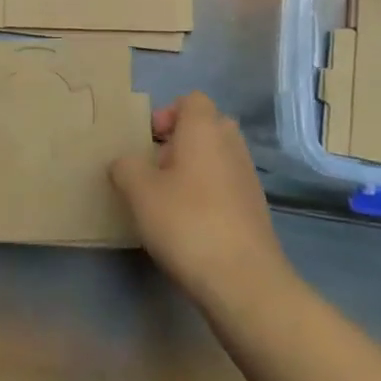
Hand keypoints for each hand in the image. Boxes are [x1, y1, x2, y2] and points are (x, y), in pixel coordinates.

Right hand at [110, 93, 290, 313]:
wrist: (244, 280)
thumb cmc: (187, 222)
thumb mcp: (139, 192)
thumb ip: (125, 167)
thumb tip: (124, 163)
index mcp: (205, 128)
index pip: (191, 100)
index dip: (167, 114)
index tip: (148, 142)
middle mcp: (231, 144)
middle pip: (205, 126)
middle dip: (179, 142)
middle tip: (155, 168)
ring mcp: (247, 177)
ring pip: (216, 157)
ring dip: (193, 169)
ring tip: (169, 200)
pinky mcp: (255, 208)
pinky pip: (226, 185)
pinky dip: (208, 194)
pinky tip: (190, 225)